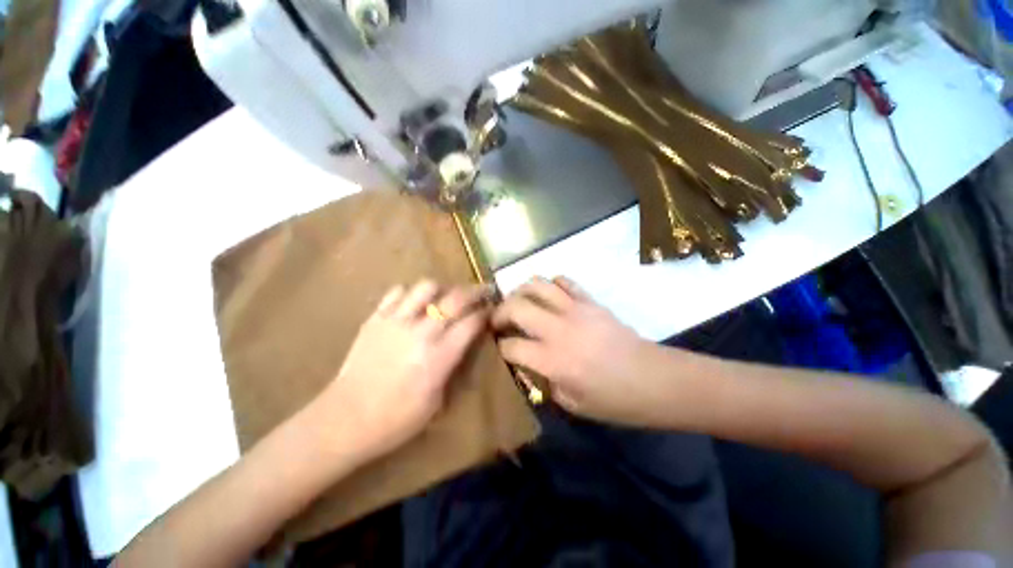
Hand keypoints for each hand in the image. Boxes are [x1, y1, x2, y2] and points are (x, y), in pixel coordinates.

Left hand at [320, 280, 492, 462]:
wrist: (345, 420)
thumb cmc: (396, 420)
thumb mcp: (438, 401)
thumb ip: (454, 367)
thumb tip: (465, 344)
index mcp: (439, 356)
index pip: (472, 323)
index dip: (485, 313)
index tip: (491, 310)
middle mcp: (421, 332)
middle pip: (455, 298)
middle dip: (475, 291)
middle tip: (482, 291)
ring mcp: (395, 321)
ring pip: (426, 287)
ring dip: (442, 289)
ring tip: (444, 297)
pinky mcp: (375, 319)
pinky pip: (397, 292)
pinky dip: (411, 294)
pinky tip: (413, 303)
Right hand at [492, 277, 670, 426]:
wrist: (655, 379)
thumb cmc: (614, 400)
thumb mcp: (571, 403)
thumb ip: (543, 381)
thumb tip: (527, 363)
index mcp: (552, 360)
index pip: (511, 345)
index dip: (500, 346)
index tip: (500, 346)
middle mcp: (558, 329)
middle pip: (516, 306)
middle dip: (500, 311)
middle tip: (498, 319)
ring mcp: (575, 310)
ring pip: (537, 285)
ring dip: (521, 291)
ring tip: (519, 301)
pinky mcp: (590, 300)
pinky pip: (565, 281)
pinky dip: (551, 284)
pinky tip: (550, 295)